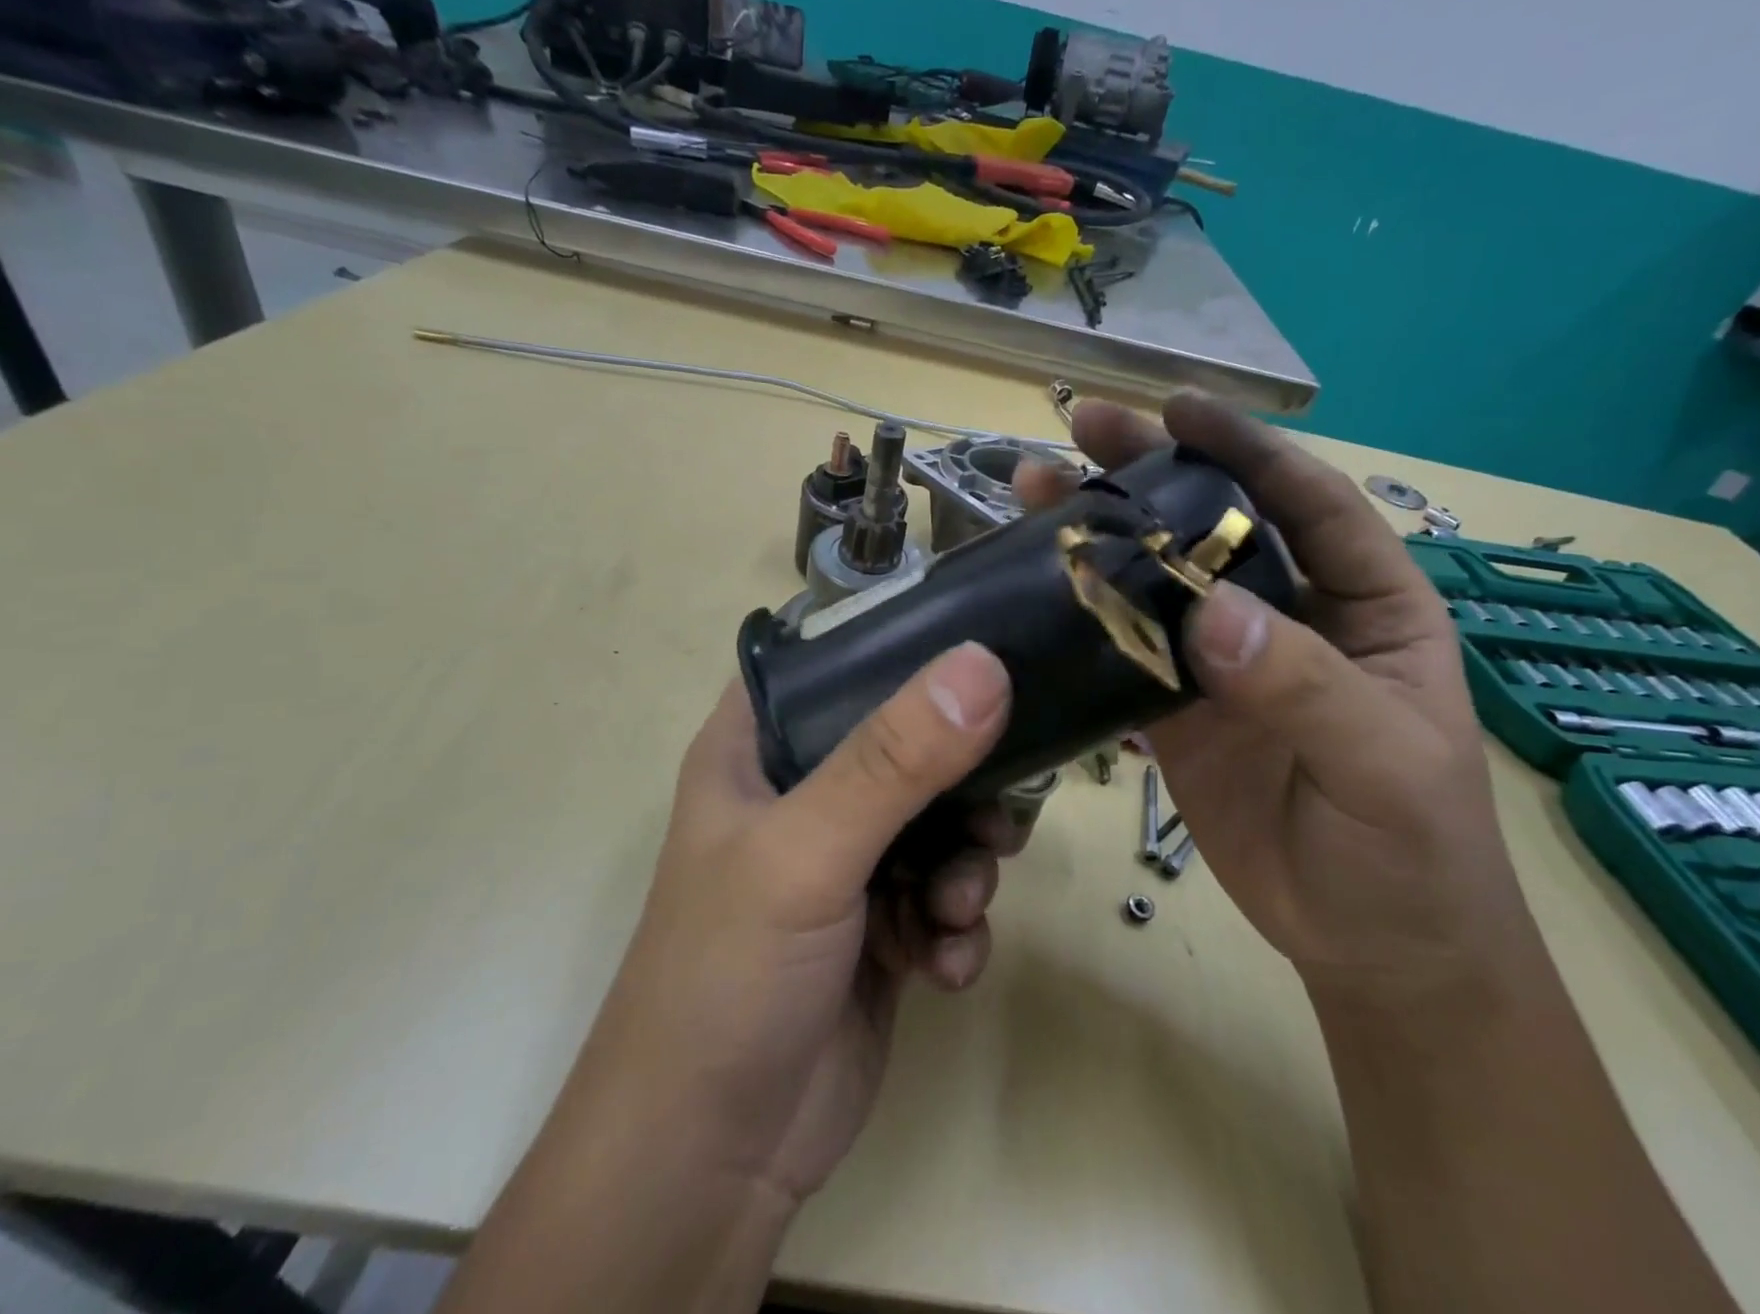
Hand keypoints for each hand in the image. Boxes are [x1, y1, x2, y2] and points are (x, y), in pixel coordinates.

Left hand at [601, 644, 1018, 1206]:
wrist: (712, 1166)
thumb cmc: (729, 977)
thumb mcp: (805, 853)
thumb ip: (894, 760)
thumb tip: (983, 664)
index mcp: (761, 746)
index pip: (836, 659)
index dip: (905, 646)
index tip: (983, 648)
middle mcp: (805, 791)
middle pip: (910, 742)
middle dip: (964, 780)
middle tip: (997, 811)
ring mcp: (847, 860)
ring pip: (942, 821)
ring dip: (967, 863)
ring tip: (957, 906)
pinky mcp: (883, 925)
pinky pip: (946, 894)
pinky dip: (957, 925)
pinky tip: (945, 966)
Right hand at [1018, 394, 1531, 1000]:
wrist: (1370, 945)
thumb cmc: (1413, 849)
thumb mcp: (1383, 763)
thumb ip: (1304, 685)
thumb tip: (1211, 614)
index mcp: (1365, 602)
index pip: (1308, 501)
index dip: (1246, 448)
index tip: (1177, 407)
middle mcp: (1290, 615)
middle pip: (1216, 525)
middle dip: (1153, 470)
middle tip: (1083, 428)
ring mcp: (1226, 661)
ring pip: (1158, 581)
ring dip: (1103, 535)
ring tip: (1036, 487)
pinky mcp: (1179, 708)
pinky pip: (1128, 649)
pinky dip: (1085, 617)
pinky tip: (1038, 584)